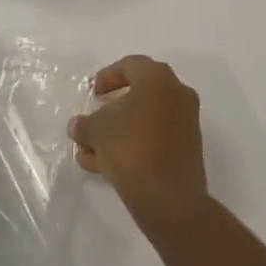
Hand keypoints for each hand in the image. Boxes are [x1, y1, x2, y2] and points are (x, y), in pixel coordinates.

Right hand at [68, 55, 208, 235]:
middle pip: (139, 95)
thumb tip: (78, 125)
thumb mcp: (97, 132)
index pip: (130, 65)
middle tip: (91, 123)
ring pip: (144, 120)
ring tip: (89, 153)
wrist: (170, 199)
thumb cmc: (132, 149)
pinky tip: (105, 166)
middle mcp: (177, 93)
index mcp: (158, 78)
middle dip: (111, 111)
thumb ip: (85, 124)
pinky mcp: (187, 150)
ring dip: (117, 133)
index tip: (92, 93)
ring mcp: (185, 122)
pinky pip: (155, 139)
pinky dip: (133, 146)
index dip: (107, 77)